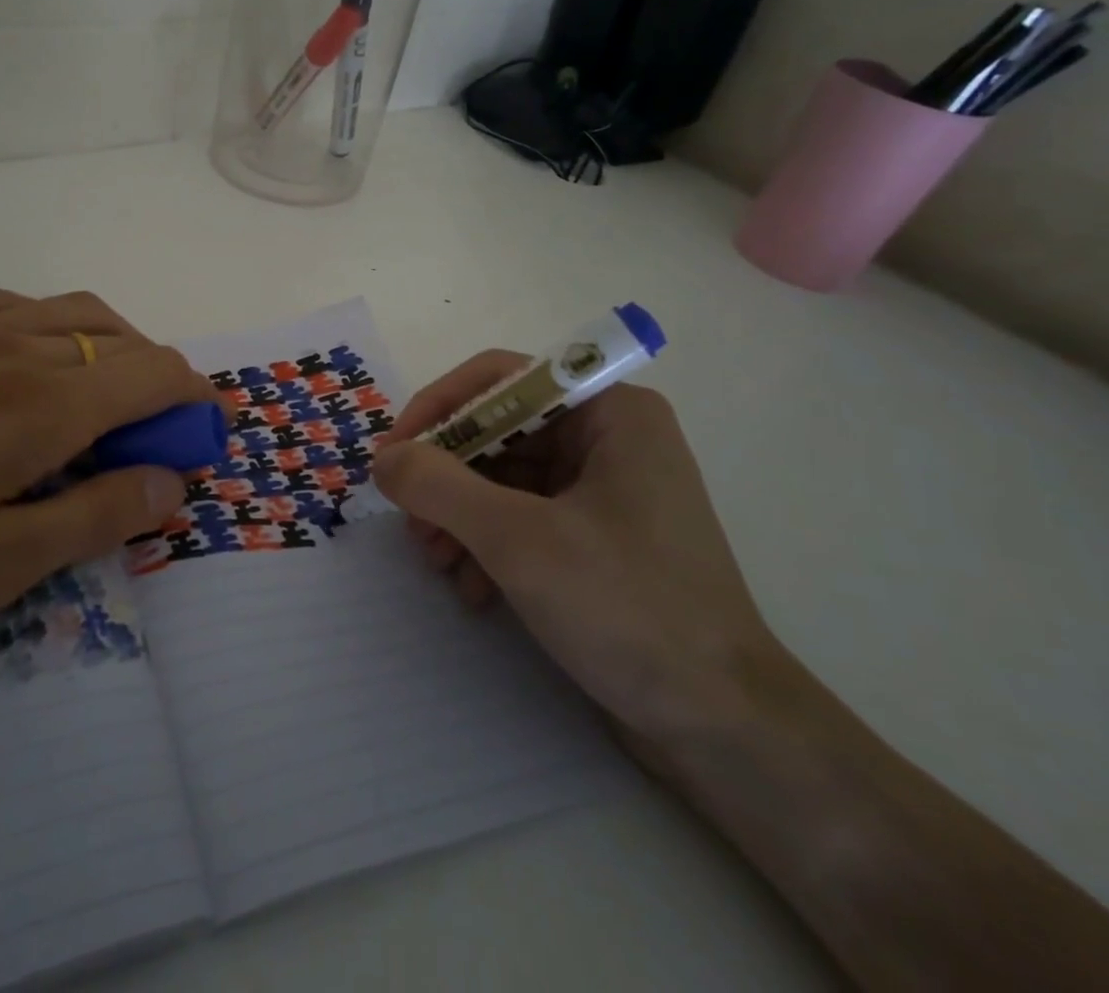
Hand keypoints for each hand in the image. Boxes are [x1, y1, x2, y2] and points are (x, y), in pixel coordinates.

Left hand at [0, 290, 214, 672]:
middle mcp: (10, 347)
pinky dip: (57, 327)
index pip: (151, 374)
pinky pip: (15, 306)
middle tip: (157, 439)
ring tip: (109, 400)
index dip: (194, 400)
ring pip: (73, 312)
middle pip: (122, 339)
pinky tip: (36, 365)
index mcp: (36, 406)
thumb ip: (90, 519)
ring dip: (115, 347)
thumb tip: (170, 482)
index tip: (205, 439)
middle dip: (161, 381)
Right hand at [372, 358, 782, 744]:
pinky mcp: (598, 537)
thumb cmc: (627, 609)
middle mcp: (609, 438)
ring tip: (437, 563)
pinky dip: (489, 545)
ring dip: (460, 516)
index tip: (392, 455)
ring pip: (503, 477)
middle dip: (446, 477)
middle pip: (498, 431)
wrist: (724, 728)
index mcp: (609, 413)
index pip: (499, 379)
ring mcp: (605, 490)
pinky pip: (523, 517)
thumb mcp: (518, 540)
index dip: (437, 409)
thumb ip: (439, 486)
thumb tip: (383, 458)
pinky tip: (474, 590)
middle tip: (410, 522)